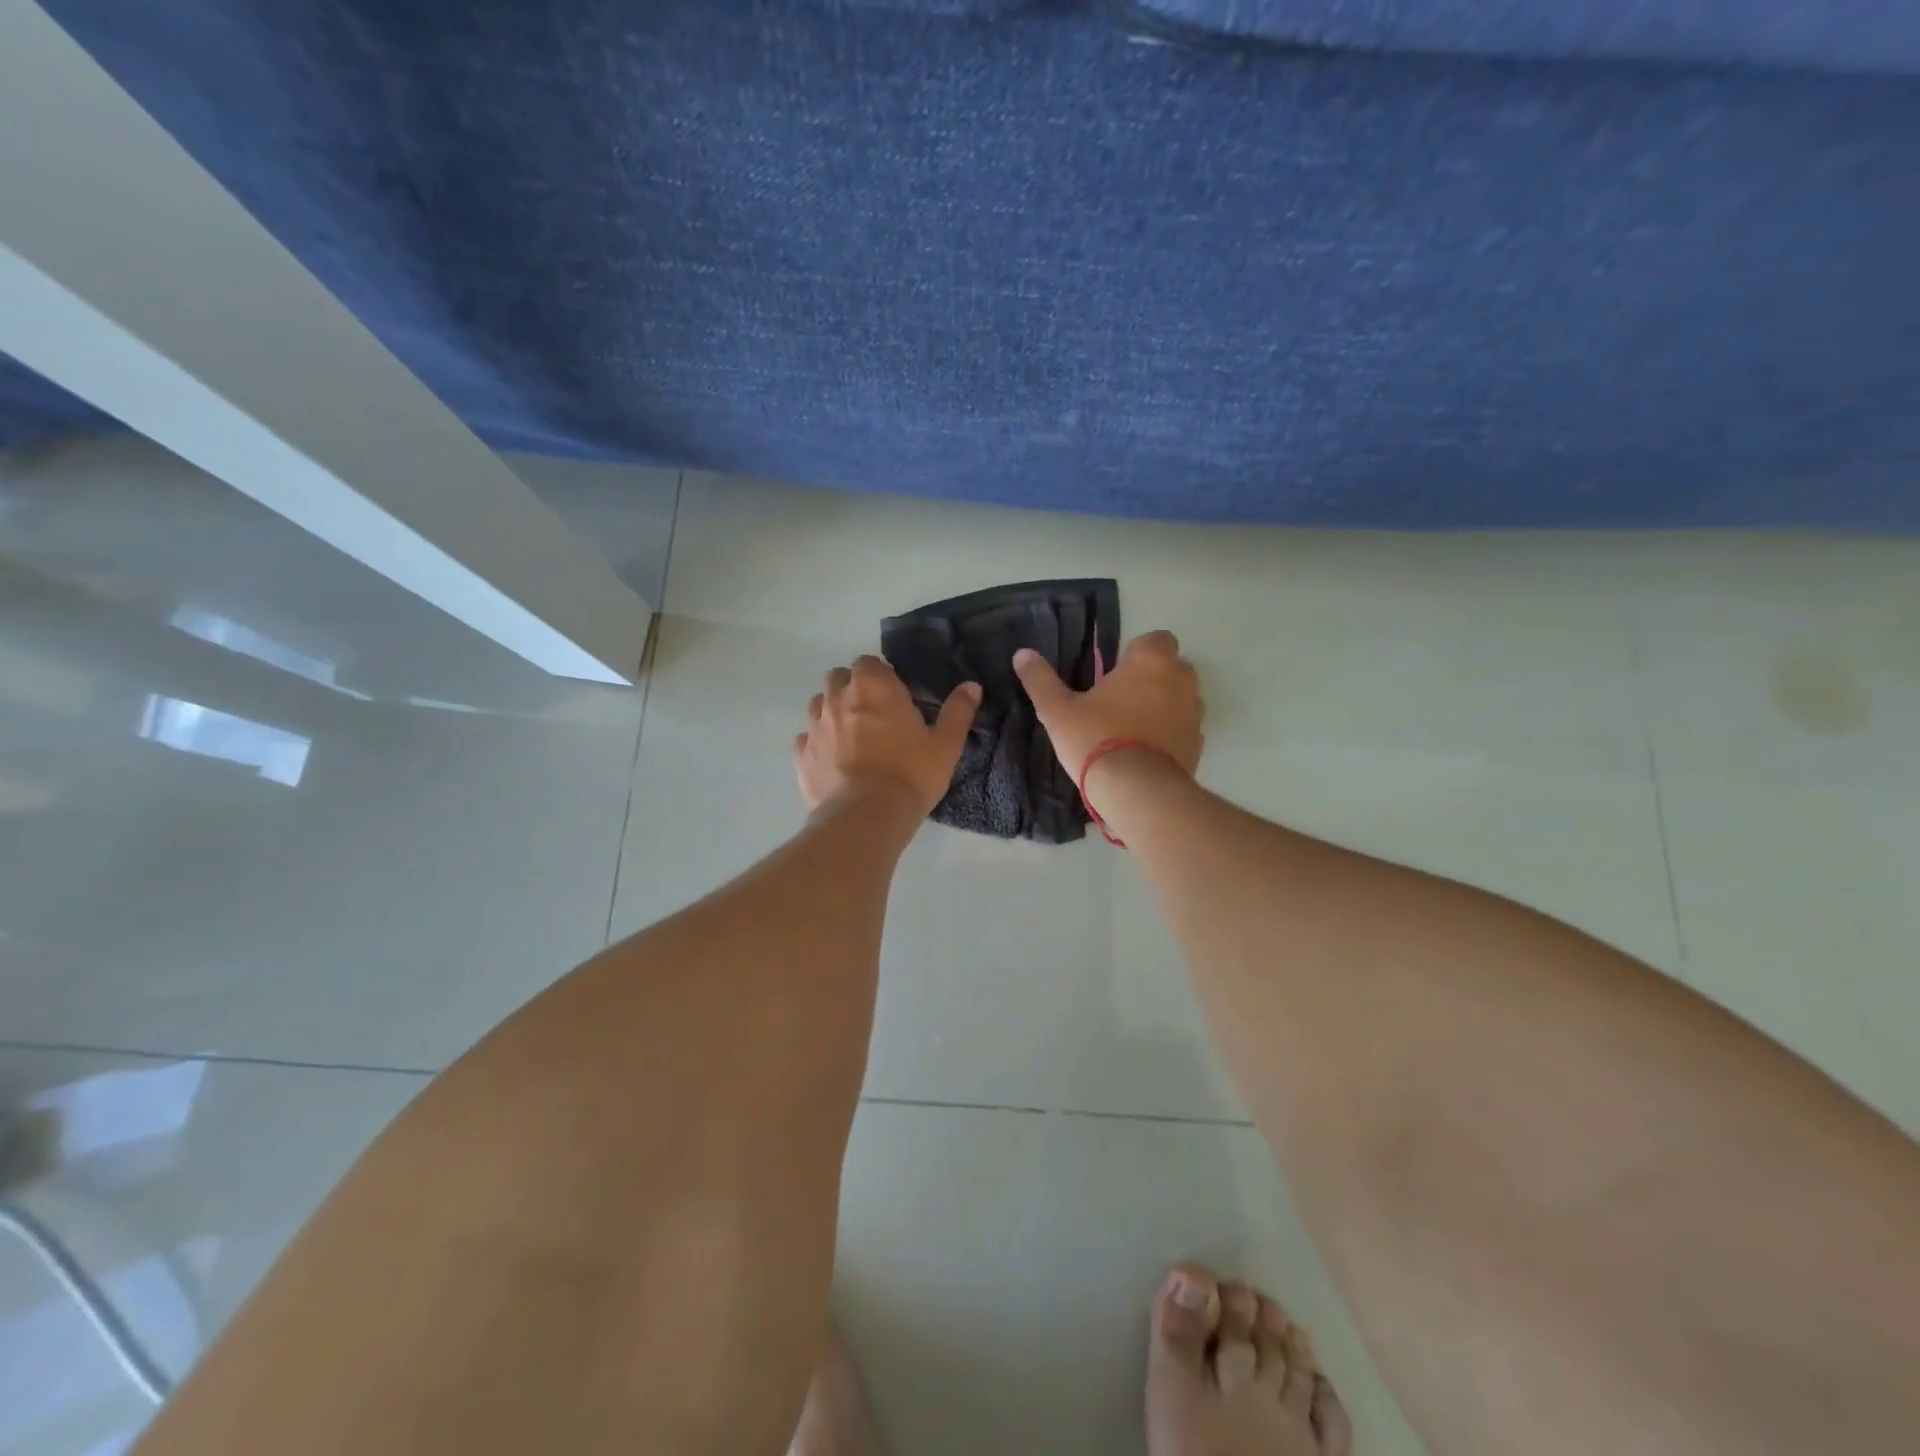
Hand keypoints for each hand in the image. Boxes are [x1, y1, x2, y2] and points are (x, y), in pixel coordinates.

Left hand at [794, 656, 980, 815]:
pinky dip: (818, 744)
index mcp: (873, 686)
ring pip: (819, 705)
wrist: (866, 817)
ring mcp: (814, 725)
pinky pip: (807, 739)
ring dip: (833, 713)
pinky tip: (834, 762)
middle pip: (839, 678)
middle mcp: (837, 697)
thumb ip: (957, 711)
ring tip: (853, 739)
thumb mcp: (945, 744)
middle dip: (853, 689)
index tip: (896, 699)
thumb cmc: (910, 774)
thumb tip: (972, 686)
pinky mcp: (801, 755)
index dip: (881, 678)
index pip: (869, 663)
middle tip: (874, 716)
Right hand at [1012, 630, 1203, 781]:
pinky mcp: (1198, 743)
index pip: (1156, 639)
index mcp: (1150, 661)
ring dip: (1164, 704)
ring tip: (1132, 726)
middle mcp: (1180, 679)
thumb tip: (1022, 654)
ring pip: (1181, 697)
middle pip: (1172, 666)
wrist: (1136, 791)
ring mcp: (1194, 713)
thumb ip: (1040, 680)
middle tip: (1121, 698)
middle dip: (1152, 676)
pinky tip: (1145, 750)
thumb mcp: (1058, 711)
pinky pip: (1184, 728)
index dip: (1137, 652)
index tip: (1116, 672)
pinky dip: (1170, 732)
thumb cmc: (1096, 739)